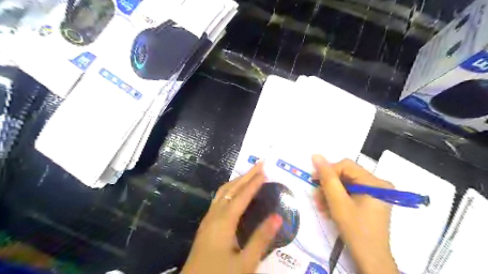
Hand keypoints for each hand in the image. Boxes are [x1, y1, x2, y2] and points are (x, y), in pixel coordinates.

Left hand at [181, 163, 282, 273]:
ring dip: (237, 181)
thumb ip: (261, 239)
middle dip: (246, 175)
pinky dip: (230, 190)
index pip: (242, 196)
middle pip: (231, 189)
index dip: (254, 182)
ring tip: (249, 175)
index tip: (264, 170)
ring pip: (222, 192)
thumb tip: (277, 216)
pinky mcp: (206, 225)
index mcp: (224, 221)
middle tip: (259, 164)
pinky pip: (219, 199)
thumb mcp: (245, 263)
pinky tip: (234, 194)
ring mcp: (208, 219)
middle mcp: (214, 215)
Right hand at [312, 155, 395, 272]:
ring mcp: (375, 193)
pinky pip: (350, 194)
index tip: (314, 181)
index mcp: (374, 182)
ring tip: (320, 206)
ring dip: (330, 194)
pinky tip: (328, 209)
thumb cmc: (355, 230)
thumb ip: (327, 178)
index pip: (346, 165)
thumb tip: (316, 156)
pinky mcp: (370, 201)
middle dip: (328, 186)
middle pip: (345, 175)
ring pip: (346, 185)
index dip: (328, 171)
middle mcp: (378, 184)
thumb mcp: (338, 202)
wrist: (370, 259)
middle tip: (316, 197)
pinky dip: (337, 200)